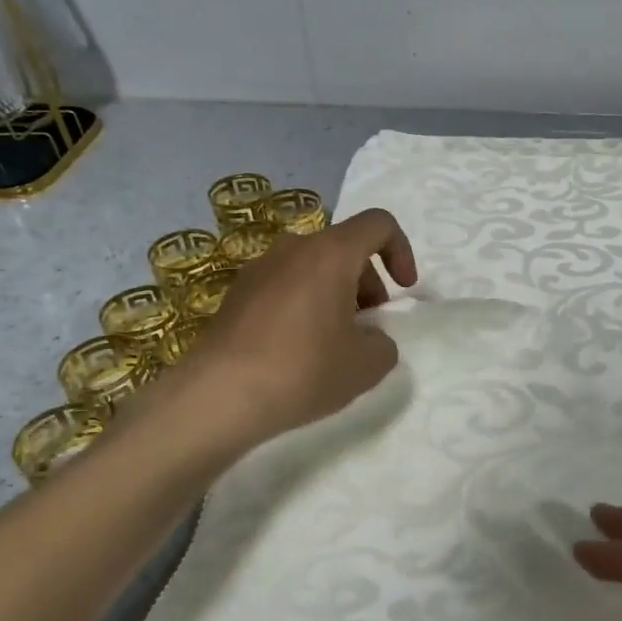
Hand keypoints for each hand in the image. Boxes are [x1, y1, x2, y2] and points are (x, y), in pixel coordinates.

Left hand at [185, 208, 417, 439]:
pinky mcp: (236, 294)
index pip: (379, 224)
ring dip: (335, 295)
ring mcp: (259, 268)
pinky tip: (297, 351)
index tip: (404, 291)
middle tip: (367, 328)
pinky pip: (285, 286)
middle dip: (368, 283)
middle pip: (344, 248)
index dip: (402, 251)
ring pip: (313, 268)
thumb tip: (368, 338)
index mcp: (330, 253)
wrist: (218, 396)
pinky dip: (304, 306)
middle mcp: (293, 248)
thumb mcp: (367, 365)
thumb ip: (383, 343)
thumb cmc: (303, 369)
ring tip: (333, 343)